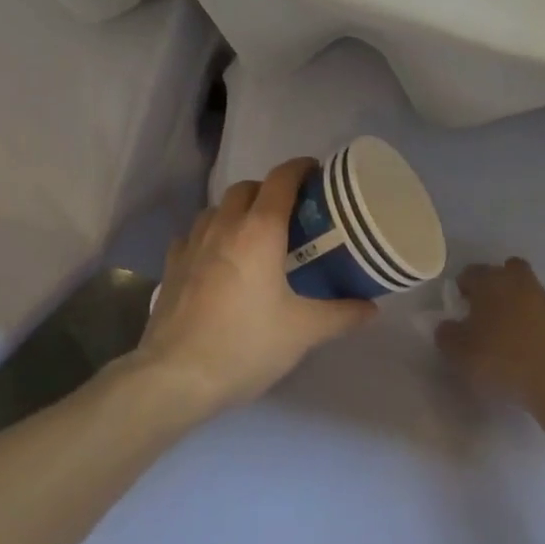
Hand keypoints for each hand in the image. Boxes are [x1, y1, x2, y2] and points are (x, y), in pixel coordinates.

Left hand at [134, 158, 376, 412]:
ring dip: (238, 211)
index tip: (317, 174)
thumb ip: (341, 314)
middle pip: (247, 188)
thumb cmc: (246, 344)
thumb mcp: (303, 332)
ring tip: (254, 236)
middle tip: (290, 213)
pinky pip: (194, 234)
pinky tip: (217, 259)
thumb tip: (372, 308)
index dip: (300, 168)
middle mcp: (224, 225)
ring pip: (218, 208)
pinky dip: (211, 235)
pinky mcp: (172, 264)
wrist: (177, 375)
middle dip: (269, 190)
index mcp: (259, 230)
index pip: (281, 179)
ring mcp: (192, 242)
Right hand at [436, 258, 544, 411]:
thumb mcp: (458, 352)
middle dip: (495, 283)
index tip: (460, 308)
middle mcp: (518, 282)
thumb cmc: (501, 359)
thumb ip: (447, 334)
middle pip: (506, 270)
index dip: (462, 288)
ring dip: (517, 302)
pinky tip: (528, 346)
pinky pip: (542, 313)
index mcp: (490, 282)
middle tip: (486, 309)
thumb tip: (448, 326)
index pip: (471, 272)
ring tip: (508, 332)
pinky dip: (534, 322)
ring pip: (527, 289)